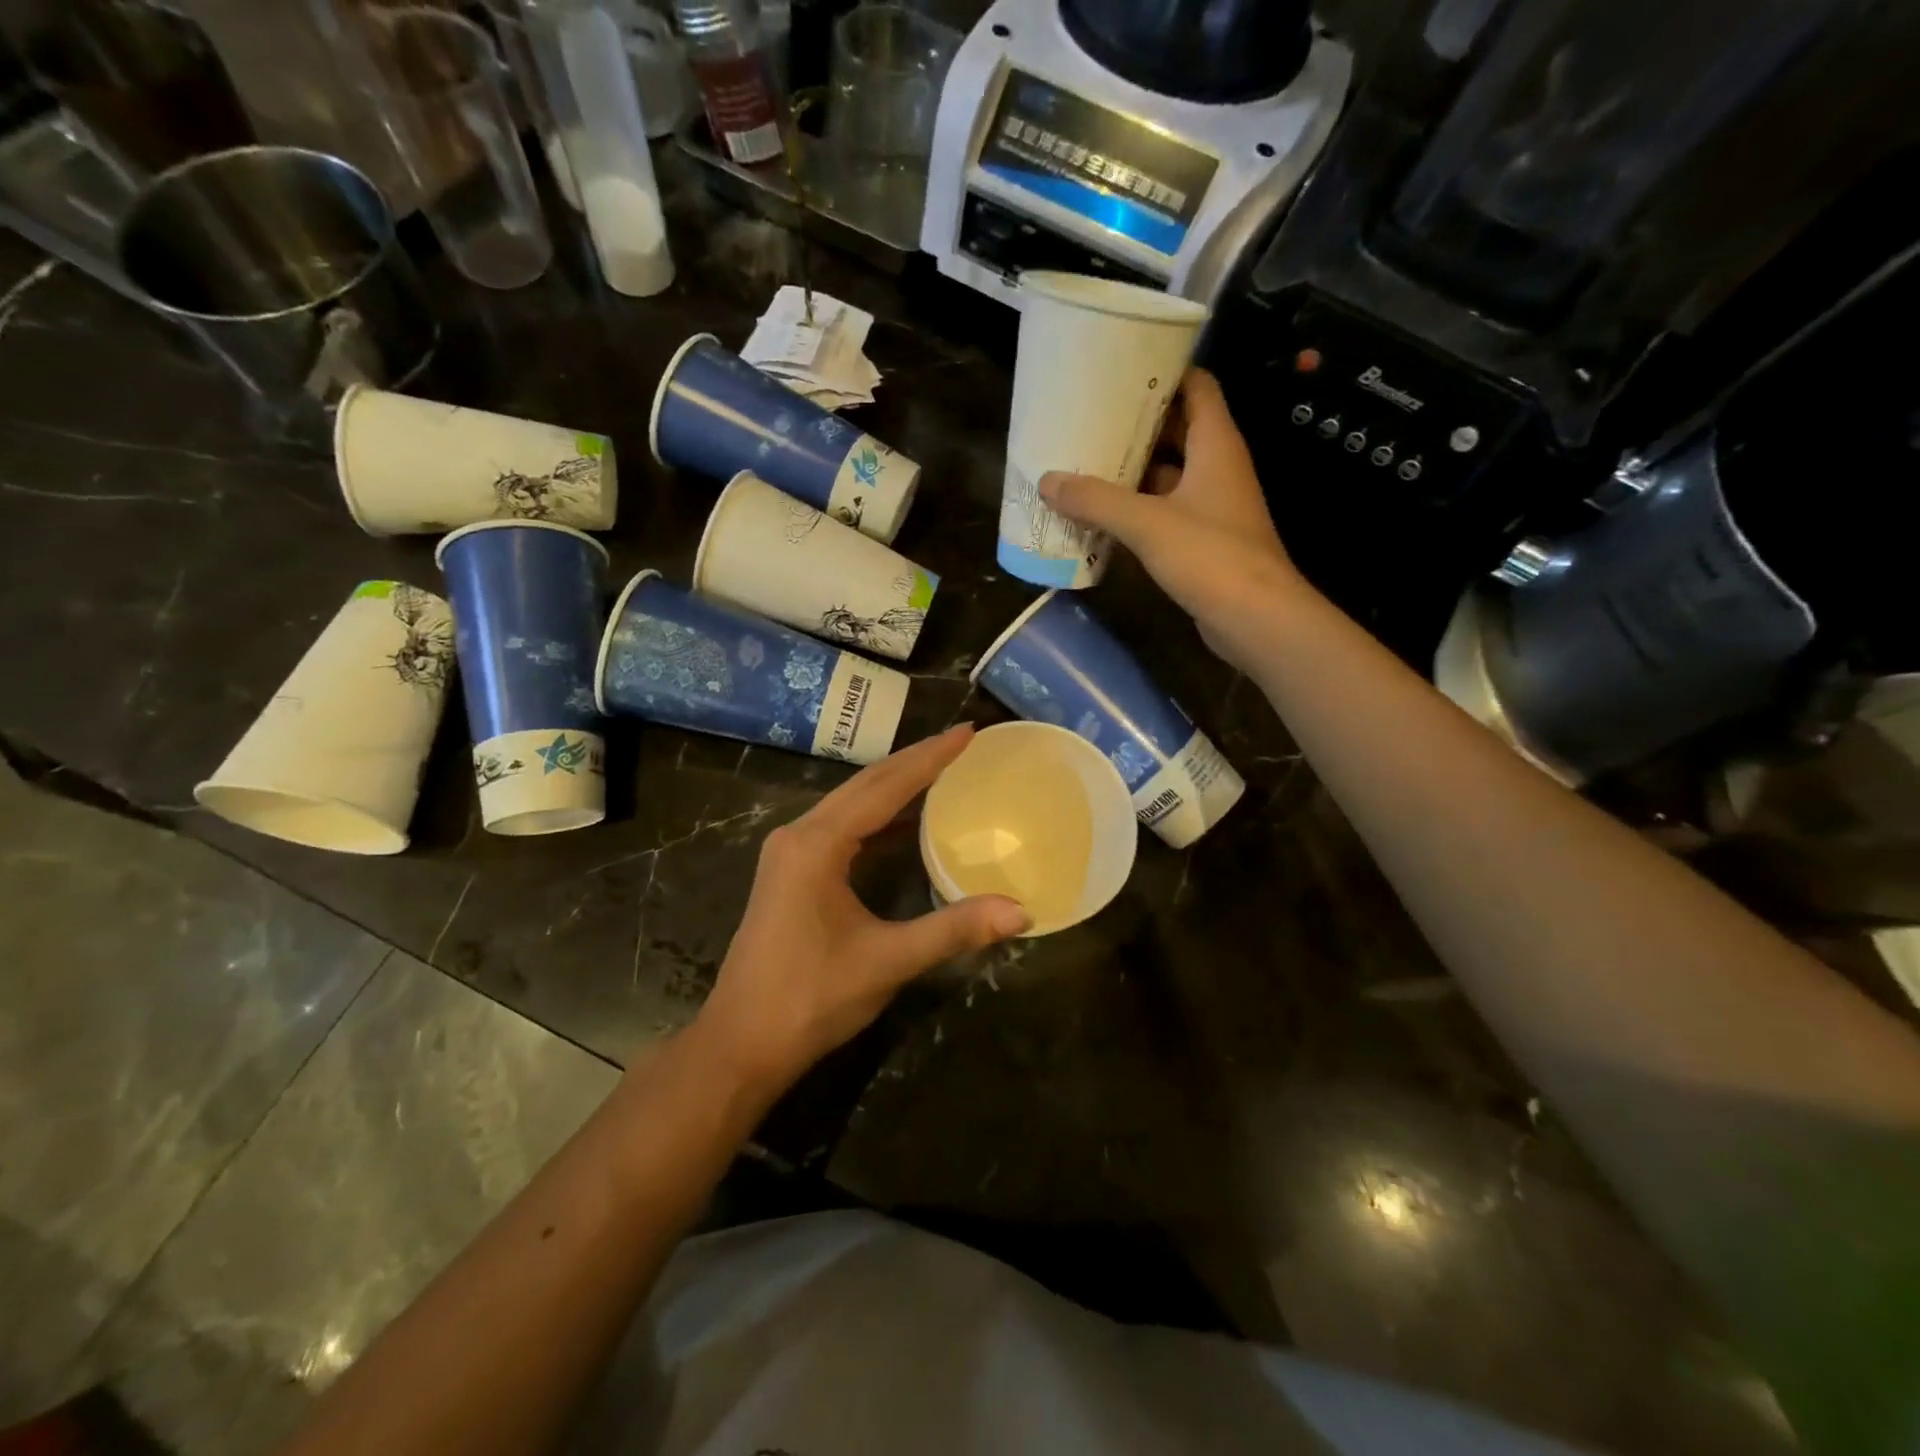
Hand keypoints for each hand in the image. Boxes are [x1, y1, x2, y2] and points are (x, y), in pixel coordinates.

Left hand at [695, 725, 1030, 1092]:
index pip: (884, 787)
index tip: (968, 732)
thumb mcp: (887, 961)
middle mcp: (799, 835)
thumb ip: (953, 930)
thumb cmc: (810, 999)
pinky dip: (878, 816)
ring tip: (943, 768)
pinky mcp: (792, 872)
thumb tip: (1021, 912)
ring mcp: (790, 853)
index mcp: (817, 845)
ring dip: (896, 785)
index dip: (930, 758)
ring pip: (851, 803)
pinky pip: (842, 827)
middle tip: (963, 742)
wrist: (741, 1043)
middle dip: (915, 761)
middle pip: (865, 784)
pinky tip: (907, 819)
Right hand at [1040, 368, 1307, 671]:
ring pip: (1168, 474)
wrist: (1256, 618)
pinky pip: (1165, 511)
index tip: (1120, 371)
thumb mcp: (1146, 523)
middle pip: (1177, 430)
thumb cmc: (1210, 556)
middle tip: (1089, 419)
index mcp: (1216, 444)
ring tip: (1085, 463)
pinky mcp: (1203, 540)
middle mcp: (1217, 467)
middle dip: (1135, 426)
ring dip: (1132, 471)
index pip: (1196, 386)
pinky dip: (1136, 508)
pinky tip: (1102, 514)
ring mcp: (1212, 506)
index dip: (1163, 373)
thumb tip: (1046, 481)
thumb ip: (1096, 500)